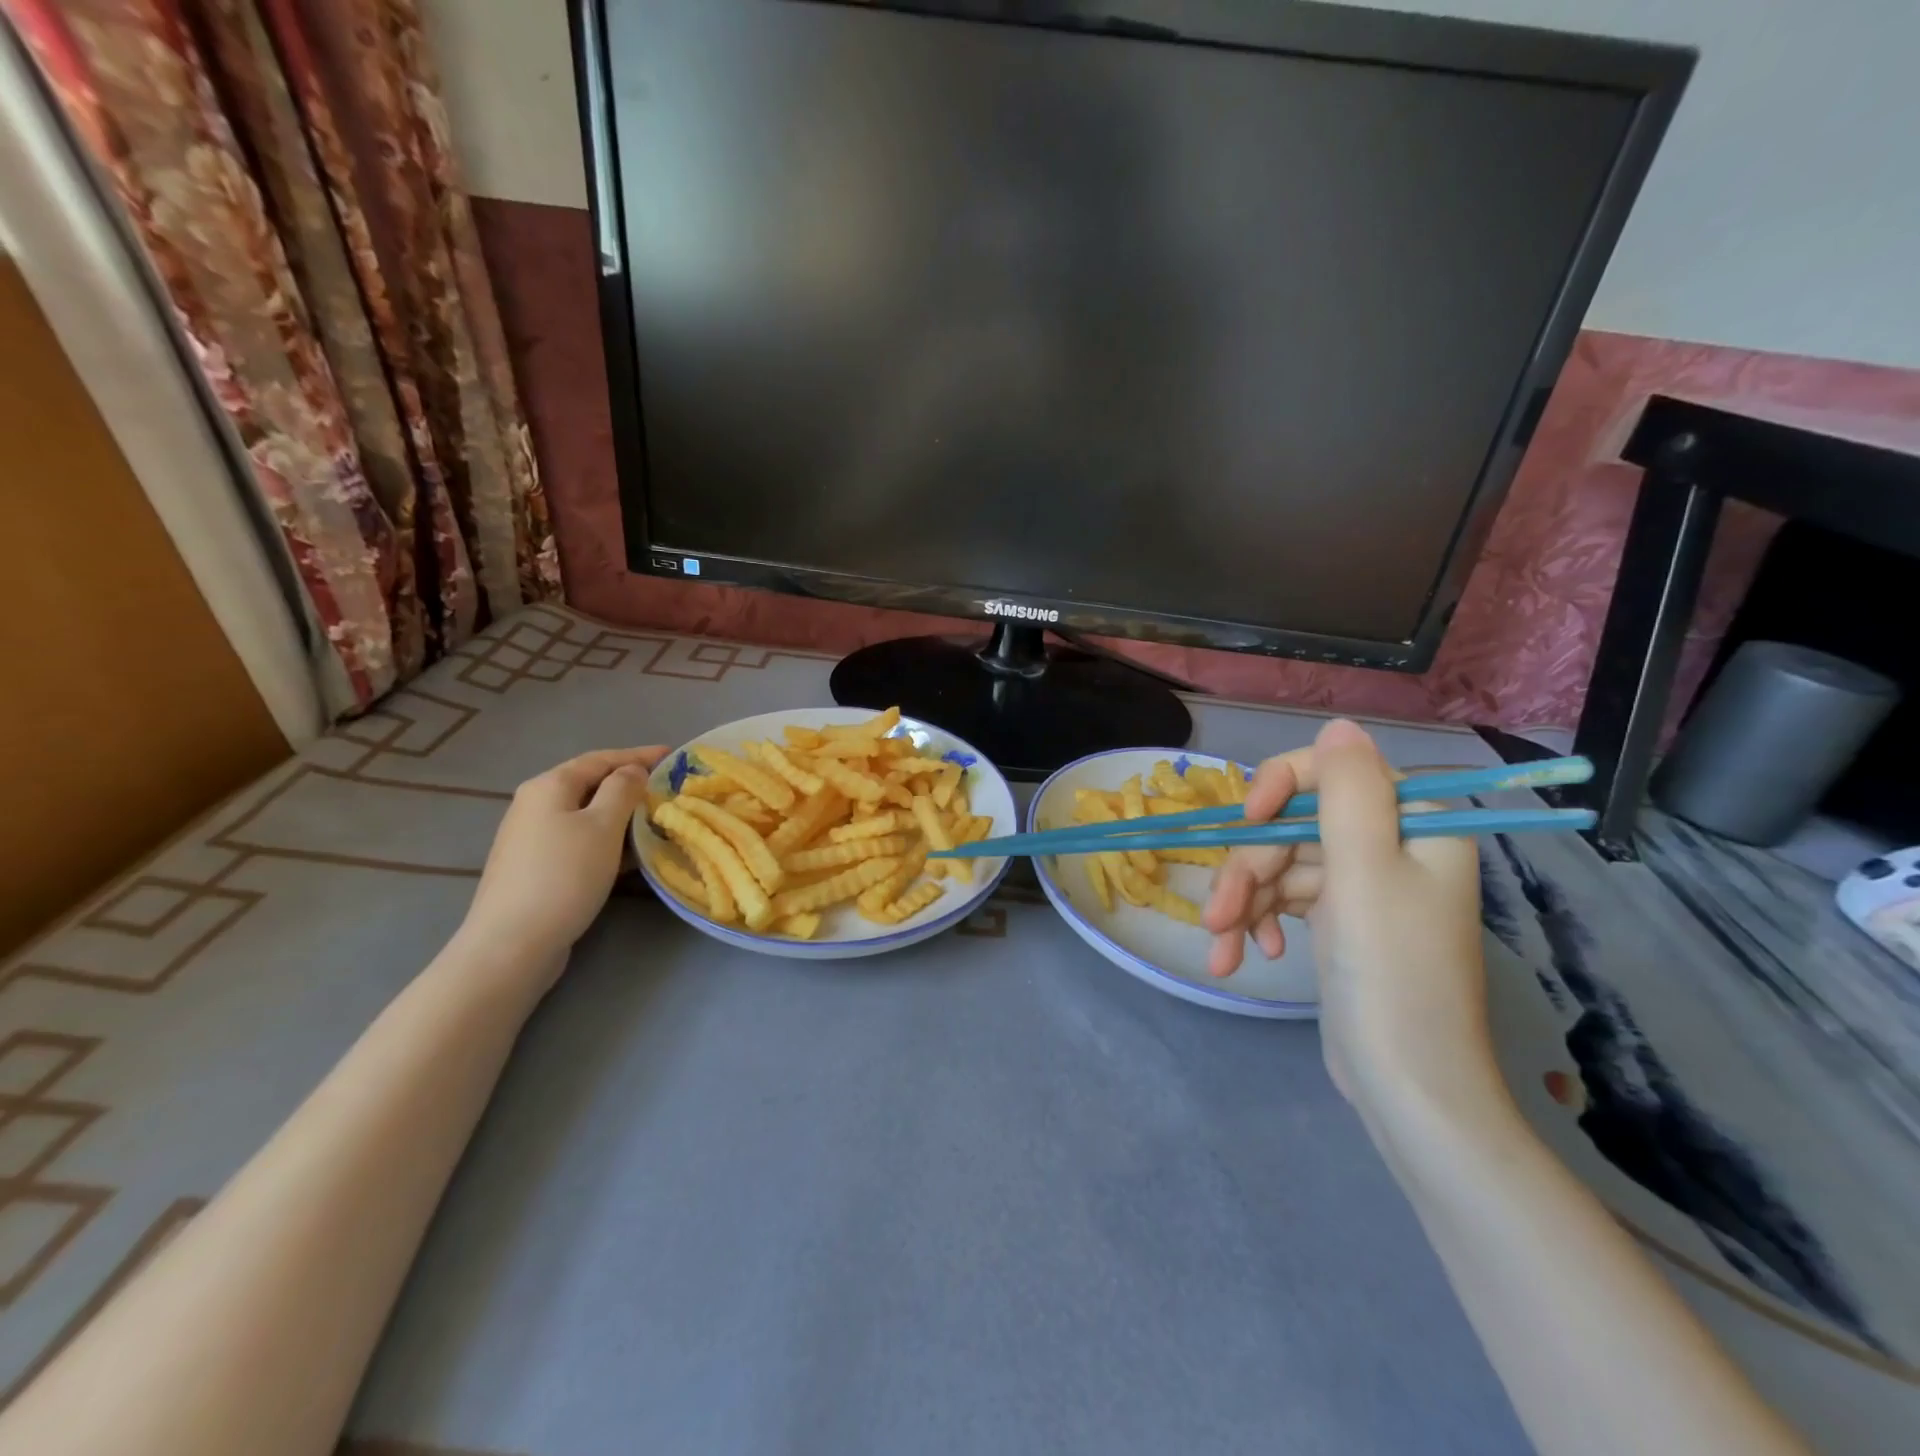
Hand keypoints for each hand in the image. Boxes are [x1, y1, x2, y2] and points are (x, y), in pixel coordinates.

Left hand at [459, 747, 669, 976]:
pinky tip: (628, 853)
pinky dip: (607, 838)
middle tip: (666, 788)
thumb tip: (632, 771)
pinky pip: (579, 838)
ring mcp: (531, 837)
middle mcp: (534, 804)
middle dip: (629, 783)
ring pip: (585, 813)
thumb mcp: (603, 826)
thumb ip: (623, 790)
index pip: (601, 759)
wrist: (513, 943)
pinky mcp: (535, 866)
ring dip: (621, 814)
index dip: (639, 755)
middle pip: (590, 784)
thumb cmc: (565, 876)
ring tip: (655, 819)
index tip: (674, 755)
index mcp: (549, 786)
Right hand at [1203, 719, 1487, 1105]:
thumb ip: (1347, 790)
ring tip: (1221, 948)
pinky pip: (1286, 899)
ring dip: (1243, 903)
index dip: (1280, 787)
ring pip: (1280, 865)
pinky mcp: (1339, 919)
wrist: (1405, 1084)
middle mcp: (1390, 844)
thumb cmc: (1390, 972)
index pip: (1333, 771)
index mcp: (1415, 822)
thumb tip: (1337, 725)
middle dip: (1249, 868)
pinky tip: (1247, 955)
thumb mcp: (1365, 870)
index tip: (1247, 822)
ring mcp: (1362, 884)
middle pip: (1294, 825)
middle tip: (1217, 914)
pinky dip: (1260, 922)